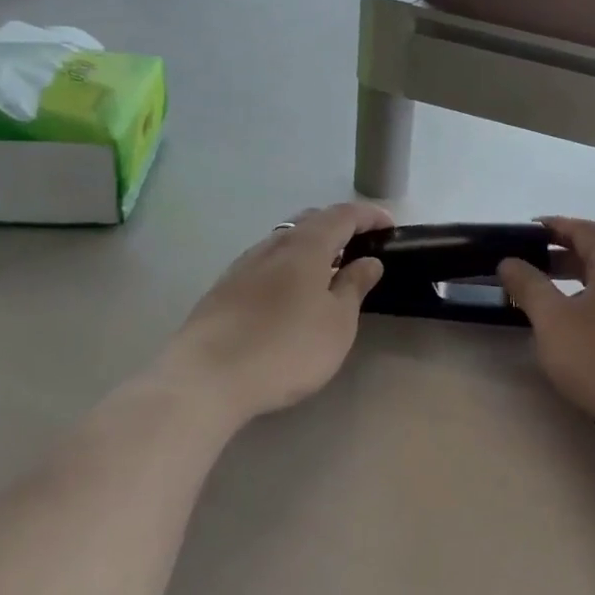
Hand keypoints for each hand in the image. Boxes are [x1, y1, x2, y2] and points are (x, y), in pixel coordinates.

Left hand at [172, 202, 391, 424]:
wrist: (205, 379)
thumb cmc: (286, 348)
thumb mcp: (337, 323)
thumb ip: (355, 287)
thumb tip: (369, 261)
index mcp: (306, 246)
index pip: (342, 215)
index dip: (368, 216)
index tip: (389, 227)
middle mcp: (272, 245)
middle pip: (310, 221)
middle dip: (338, 227)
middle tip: (360, 246)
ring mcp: (242, 266)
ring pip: (284, 242)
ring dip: (310, 247)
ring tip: (328, 271)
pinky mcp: (223, 289)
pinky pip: (266, 264)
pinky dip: (288, 266)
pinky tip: (290, 293)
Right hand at [496, 218, 594, 475]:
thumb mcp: (554, 320)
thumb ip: (529, 286)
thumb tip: (510, 261)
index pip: (581, 228)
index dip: (549, 228)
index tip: (519, 234)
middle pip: (593, 254)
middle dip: (556, 257)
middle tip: (522, 267)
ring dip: (570, 284)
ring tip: (537, 298)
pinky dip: (585, 305)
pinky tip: (566, 327)